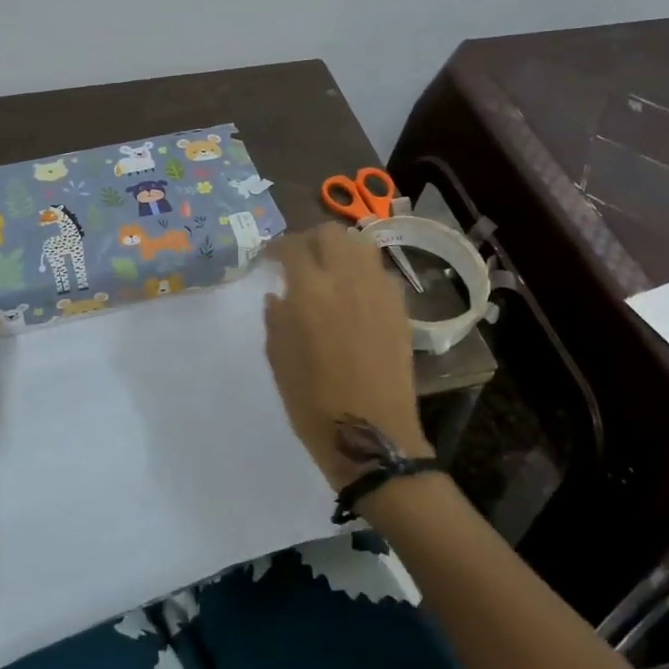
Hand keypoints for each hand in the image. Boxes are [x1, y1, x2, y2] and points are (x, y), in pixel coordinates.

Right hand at [263, 223, 430, 489]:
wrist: (371, 435)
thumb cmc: (313, 402)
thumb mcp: (279, 359)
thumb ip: (276, 318)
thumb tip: (279, 295)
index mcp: (310, 291)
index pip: (292, 247)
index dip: (277, 247)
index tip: (269, 258)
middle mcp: (347, 279)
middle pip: (332, 234)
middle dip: (311, 239)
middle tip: (300, 259)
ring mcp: (379, 292)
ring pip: (362, 246)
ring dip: (342, 250)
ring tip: (330, 270)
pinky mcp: (400, 309)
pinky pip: (381, 273)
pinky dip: (365, 273)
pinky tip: (356, 294)